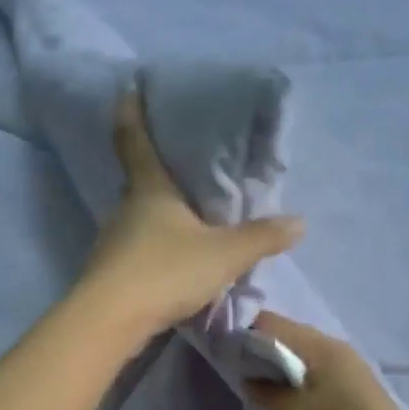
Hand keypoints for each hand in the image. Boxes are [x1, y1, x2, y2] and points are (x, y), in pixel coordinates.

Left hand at [79, 91, 304, 339]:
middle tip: (176, 169)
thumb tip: (299, 222)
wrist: (112, 320)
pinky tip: (169, 267)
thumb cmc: (166, 271)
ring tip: (181, 223)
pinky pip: (134, 254)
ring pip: (136, 223)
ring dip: (155, 221)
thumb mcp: (224, 254)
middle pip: (138, 185)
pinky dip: (151, 253)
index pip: (136, 141)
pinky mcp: (109, 276)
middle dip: (154, 176)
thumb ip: (261, 238)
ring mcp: (112, 245)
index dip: (132, 113)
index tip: (127, 89)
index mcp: (150, 190)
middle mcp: (125, 211)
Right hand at [244, 312, 408, 409]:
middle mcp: (337, 348)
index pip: (271, 322)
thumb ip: (265, 391)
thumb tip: (248, 377)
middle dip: (259, 353)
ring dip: (278, 370)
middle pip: (287, 336)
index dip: (243, 335)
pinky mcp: (355, 388)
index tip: (224, 359)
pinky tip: (290, 405)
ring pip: (302, 357)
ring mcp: (350, 368)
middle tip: (240, 380)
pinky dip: (297, 382)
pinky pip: (317, 373)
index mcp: (322, 346)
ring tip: (261, 395)